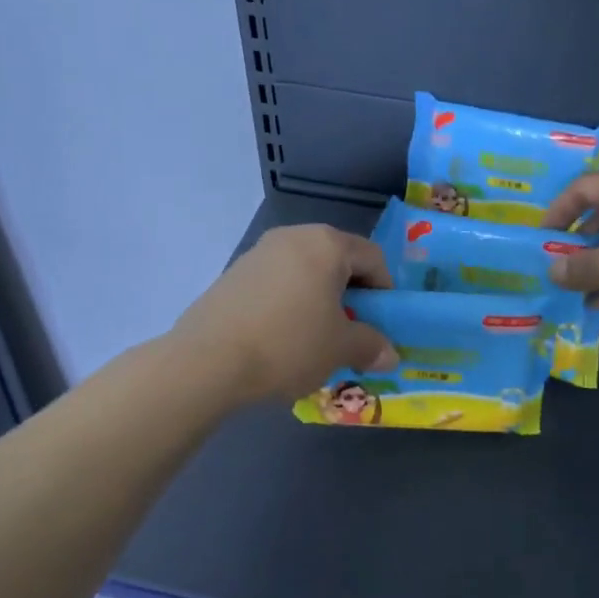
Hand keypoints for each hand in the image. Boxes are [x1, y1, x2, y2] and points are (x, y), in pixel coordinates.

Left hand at [172, 225, 398, 402]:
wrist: (207, 361)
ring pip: (305, 272)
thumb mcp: (340, 349)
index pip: (373, 258)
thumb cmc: (289, 344)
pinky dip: (289, 304)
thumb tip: (391, 355)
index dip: (385, 292)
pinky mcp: (233, 274)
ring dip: (319, 300)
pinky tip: (281, 338)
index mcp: (327, 244)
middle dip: (351, 296)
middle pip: (337, 261)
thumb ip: (371, 346)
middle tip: (351, 332)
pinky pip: (276, 284)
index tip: (381, 324)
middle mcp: (293, 237)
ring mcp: (258, 252)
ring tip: (314, 339)